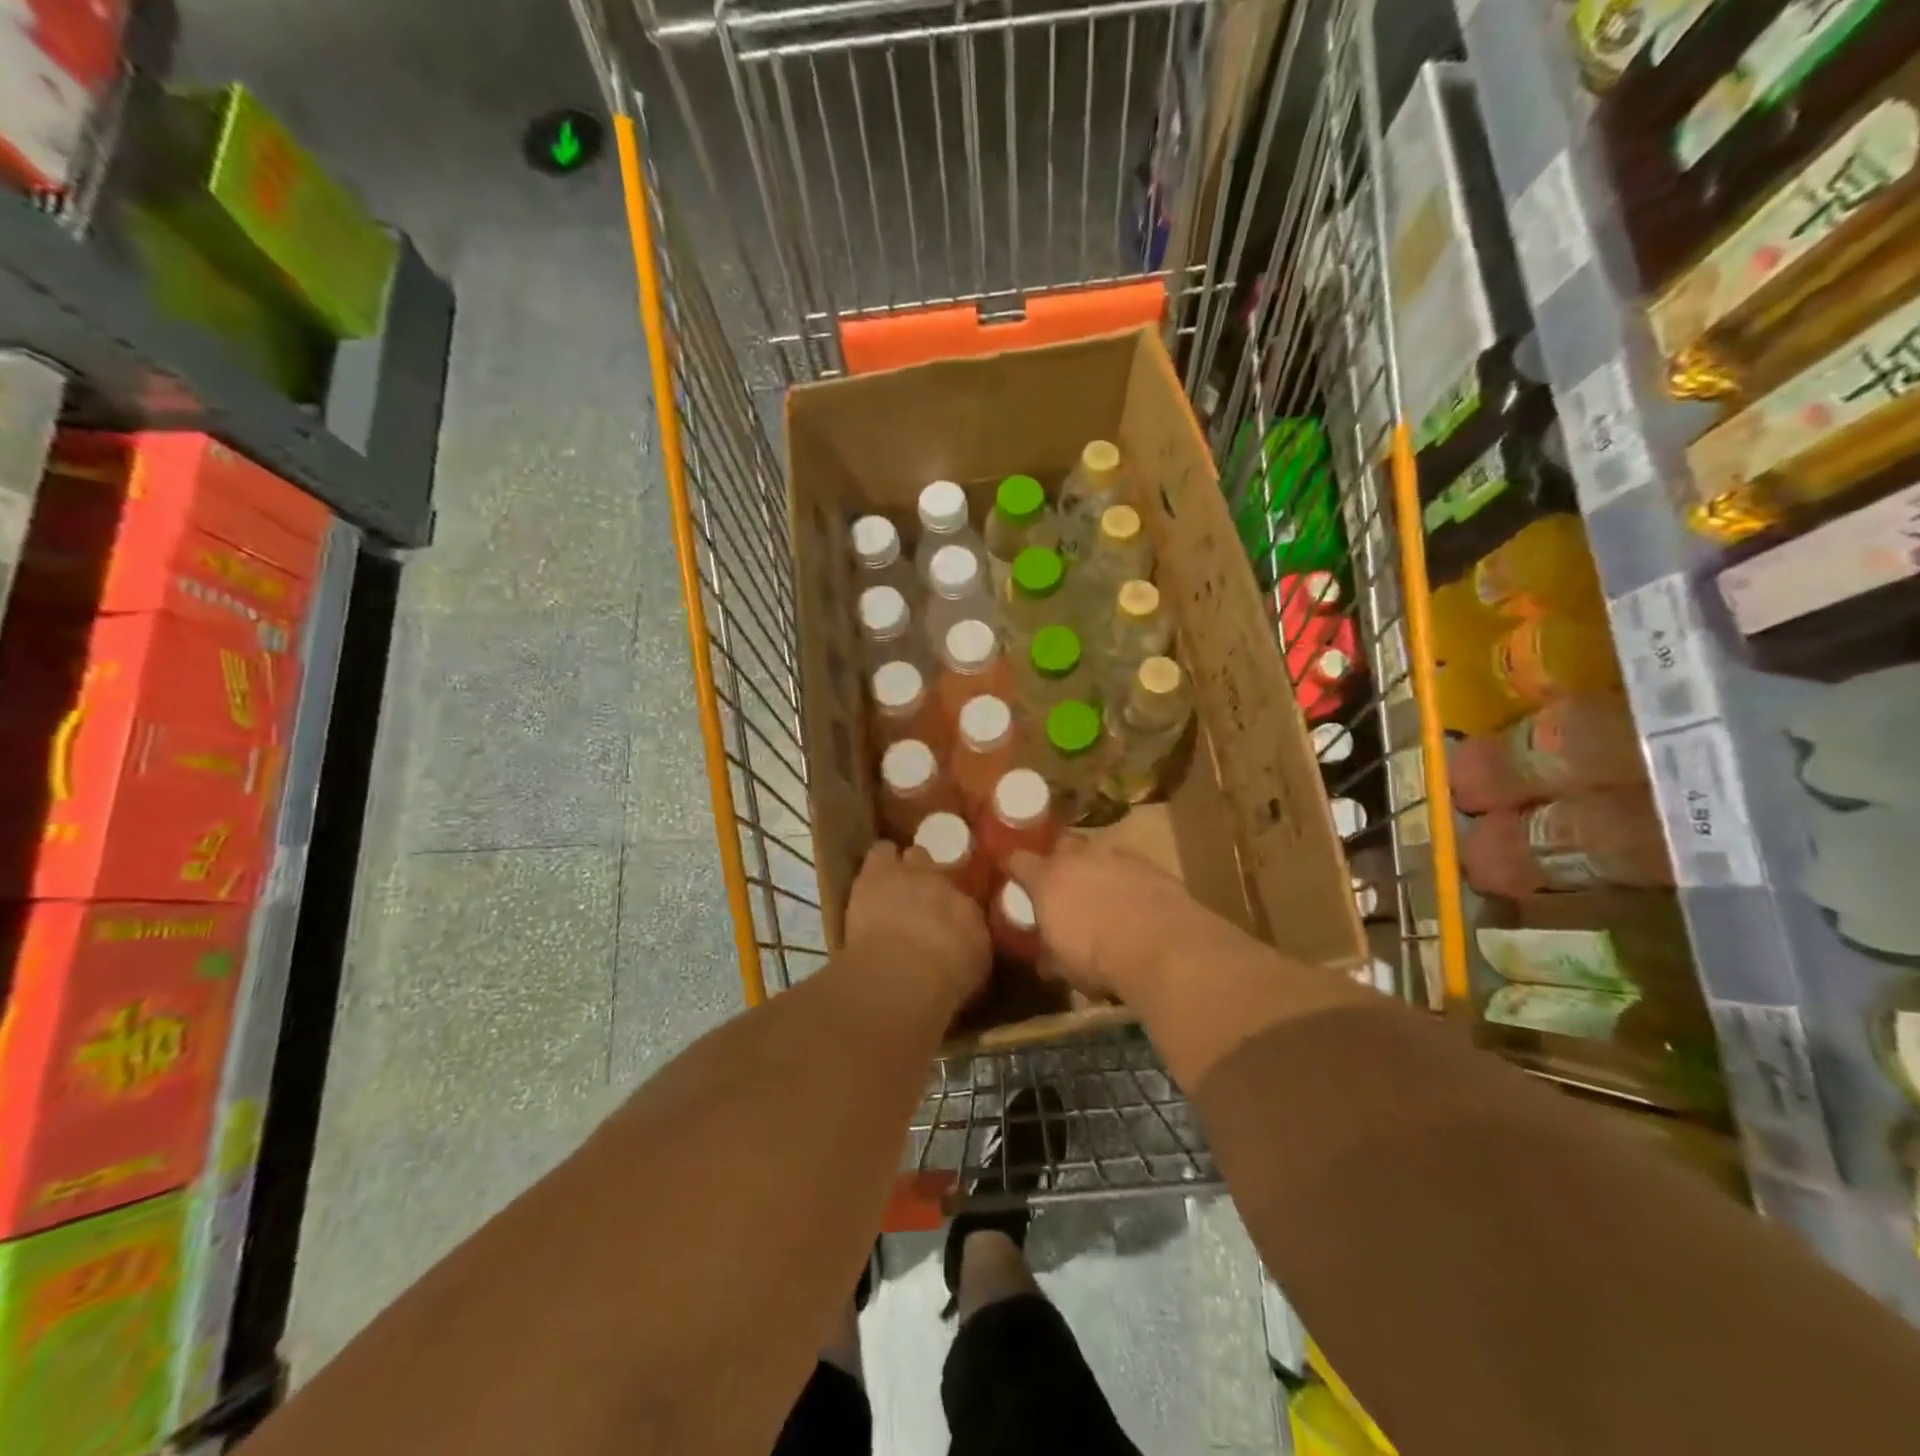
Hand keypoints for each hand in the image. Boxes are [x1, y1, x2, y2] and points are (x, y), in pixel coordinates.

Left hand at [843, 841, 990, 1008]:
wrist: (905, 972)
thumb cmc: (941, 983)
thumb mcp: (970, 973)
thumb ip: (969, 951)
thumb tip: (965, 947)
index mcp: (971, 913)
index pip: (965, 902)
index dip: (952, 910)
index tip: (945, 922)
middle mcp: (948, 885)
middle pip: (943, 870)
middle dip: (932, 881)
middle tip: (921, 899)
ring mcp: (915, 872)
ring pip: (914, 854)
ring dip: (906, 867)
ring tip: (895, 882)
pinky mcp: (880, 871)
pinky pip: (882, 850)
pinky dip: (881, 860)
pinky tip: (874, 874)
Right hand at [1008, 839, 1202, 1003]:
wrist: (1162, 947)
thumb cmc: (1098, 959)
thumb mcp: (1064, 967)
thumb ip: (1050, 955)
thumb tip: (1045, 961)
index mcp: (1048, 879)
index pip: (1019, 861)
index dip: (1016, 869)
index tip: (1017, 879)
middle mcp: (1079, 858)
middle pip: (1062, 845)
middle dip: (1061, 861)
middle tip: (1065, 885)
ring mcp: (1118, 857)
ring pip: (1100, 854)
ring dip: (1098, 870)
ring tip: (1105, 897)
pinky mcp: (1151, 865)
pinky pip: (1131, 867)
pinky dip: (1129, 881)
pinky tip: (1137, 903)